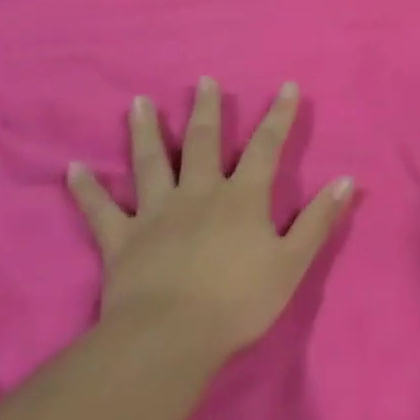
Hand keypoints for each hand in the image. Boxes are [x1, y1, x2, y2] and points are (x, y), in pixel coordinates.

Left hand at [67, 78, 353, 361]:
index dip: (279, 116)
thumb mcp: (292, 263)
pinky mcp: (121, 240)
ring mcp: (156, 214)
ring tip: (139, 103)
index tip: (287, 86)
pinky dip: (86, 190)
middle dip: (207, 110)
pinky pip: (100, 211)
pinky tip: (73, 168)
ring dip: (146, 131)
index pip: (266, 147)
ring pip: (150, 163)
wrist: (169, 339)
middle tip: (204, 80)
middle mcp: (199, 193)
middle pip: (203, 143)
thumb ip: (318, 220)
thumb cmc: (237, 302)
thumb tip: (347, 179)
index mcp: (242, 198)